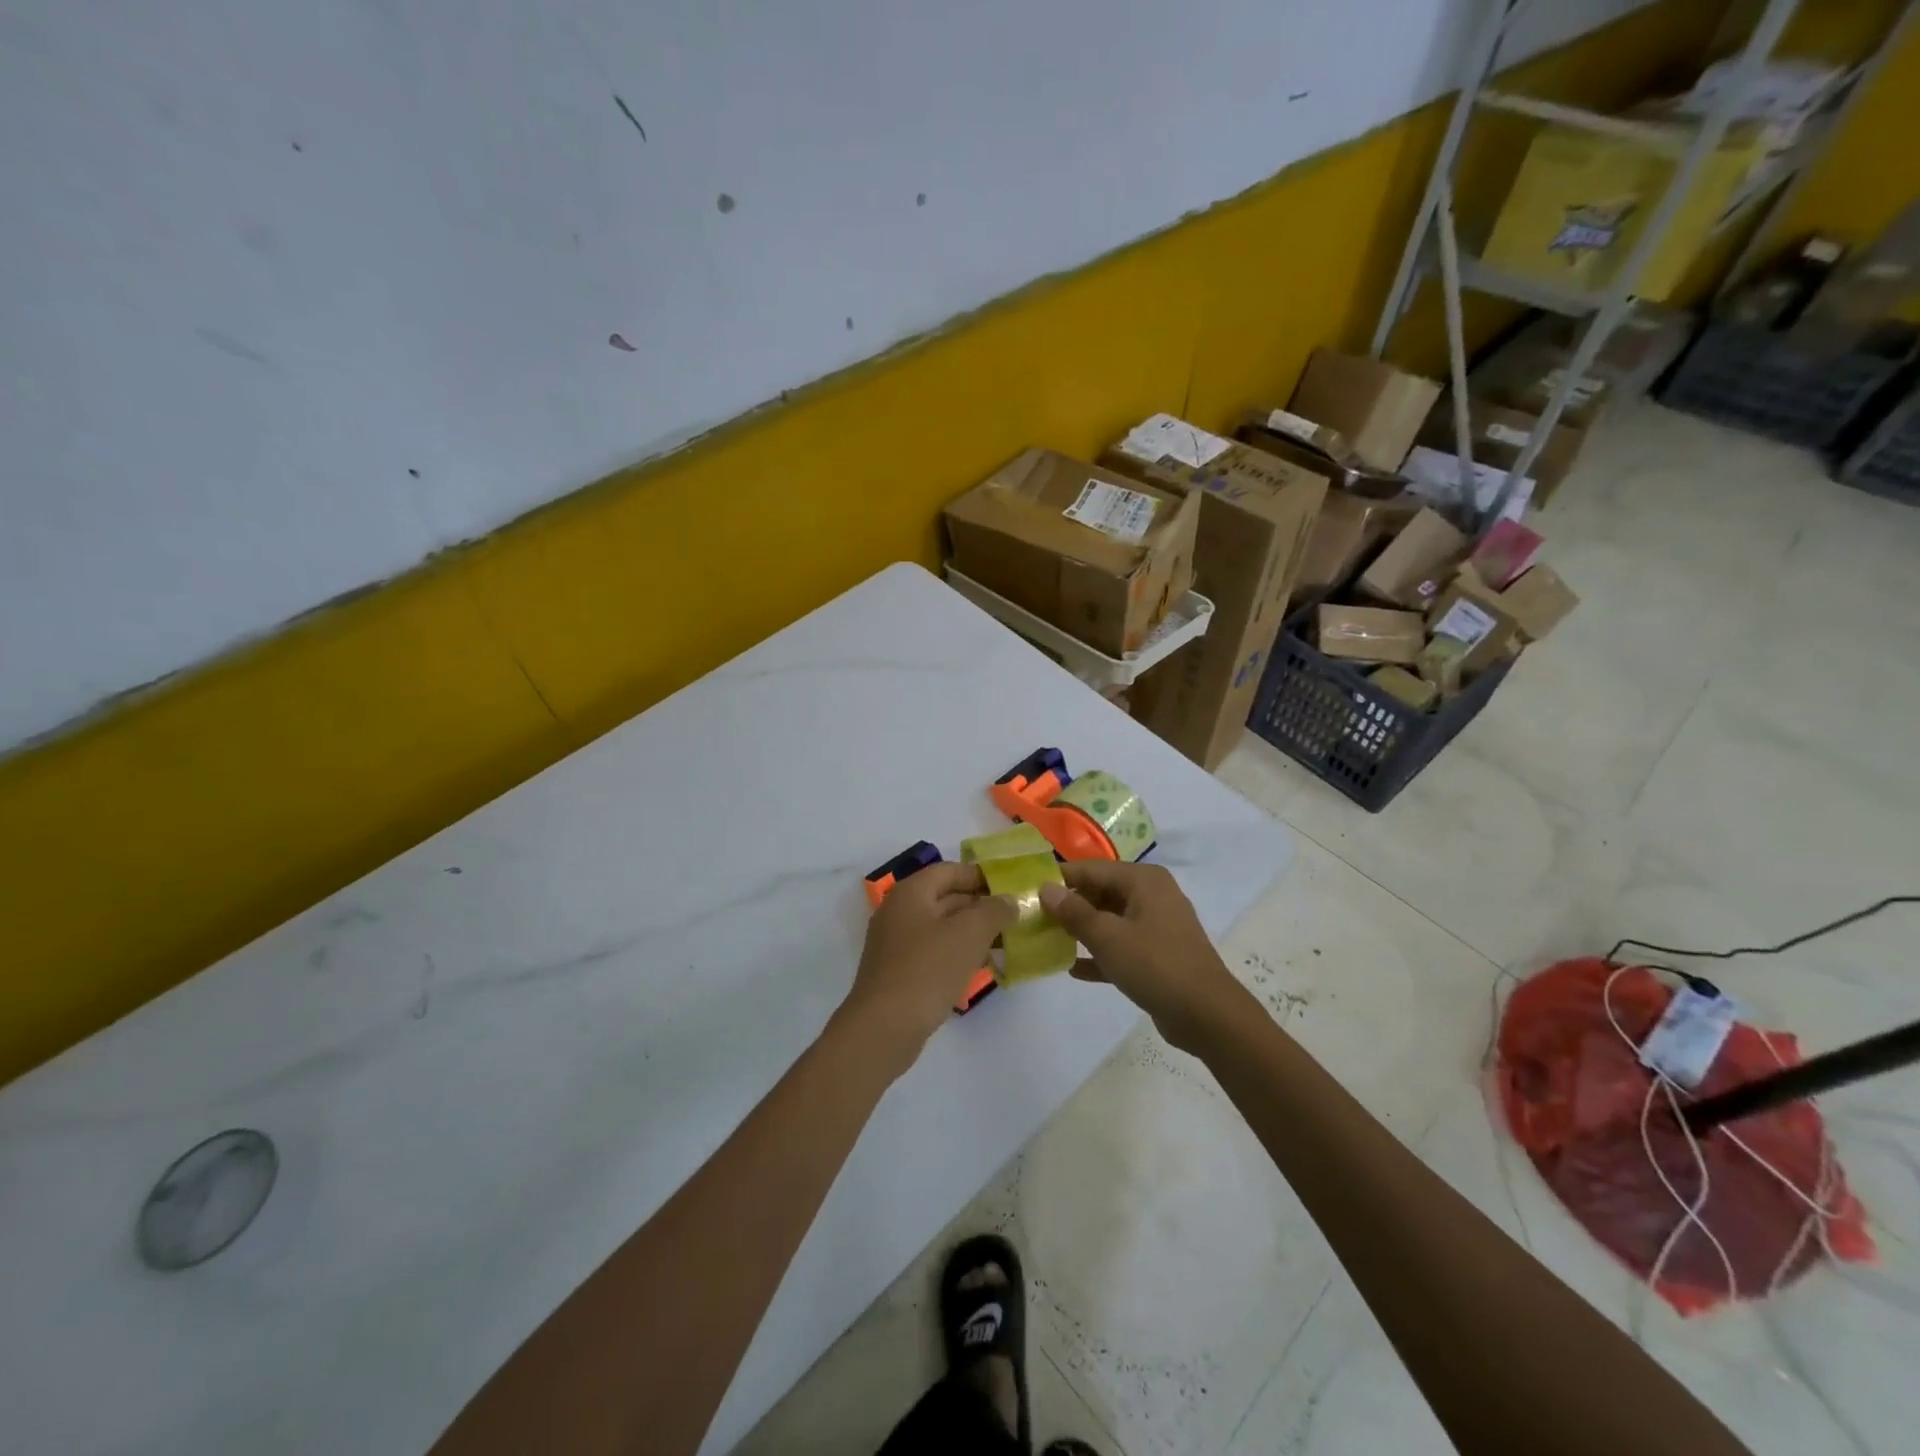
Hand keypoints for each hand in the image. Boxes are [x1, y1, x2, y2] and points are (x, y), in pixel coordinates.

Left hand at [839, 863, 1014, 1076]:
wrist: (884, 1027)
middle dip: (980, 907)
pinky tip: (981, 968)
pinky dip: (957, 954)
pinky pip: (934, 953)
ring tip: (1005, 943)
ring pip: (941, 928)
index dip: (981, 876)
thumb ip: (994, 910)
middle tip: (1014, 918)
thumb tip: (1009, 900)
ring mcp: (896, 944)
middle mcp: (899, 912)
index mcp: (911, 893)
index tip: (1011, 889)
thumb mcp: (969, 933)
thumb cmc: (928, 969)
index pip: (950, 871)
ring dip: (972, 933)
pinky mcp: (899, 972)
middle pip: (945, 898)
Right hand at [1038, 862, 1245, 1052]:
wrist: (1208, 1015)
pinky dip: (1100, 953)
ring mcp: (1157, 925)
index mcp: (1143, 880)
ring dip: (1081, 930)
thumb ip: (1074, 912)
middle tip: (1034, 919)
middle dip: (1069, 906)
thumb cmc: (1155, 965)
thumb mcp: (1108, 937)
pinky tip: (1072, 968)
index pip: (1091, 869)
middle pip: (1100, 892)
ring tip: (1047, 940)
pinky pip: (1121, 945)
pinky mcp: (1158, 954)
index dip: (1059, 879)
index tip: (1028, 890)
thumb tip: (1045, 888)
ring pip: (1110, 919)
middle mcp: (1151, 895)